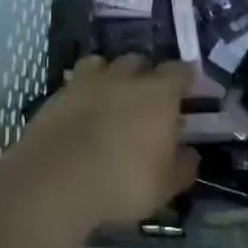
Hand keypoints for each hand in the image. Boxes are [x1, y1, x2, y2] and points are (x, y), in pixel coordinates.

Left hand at [10, 55, 198, 226]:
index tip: (186, 91)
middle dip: (146, 75)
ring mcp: (88, 81)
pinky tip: (83, 111)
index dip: (185, 79)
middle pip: (140, 61)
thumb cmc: (122, 181)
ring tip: (112, 98)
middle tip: (147, 99)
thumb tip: (190, 153)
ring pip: (104, 64)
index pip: (180, 71)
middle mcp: (125, 77)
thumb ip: (183, 166)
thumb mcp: (165, 186)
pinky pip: (77, 81)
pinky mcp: (59, 92)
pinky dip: (84, 91)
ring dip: (112, 76)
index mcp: (158, 94)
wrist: (56, 178)